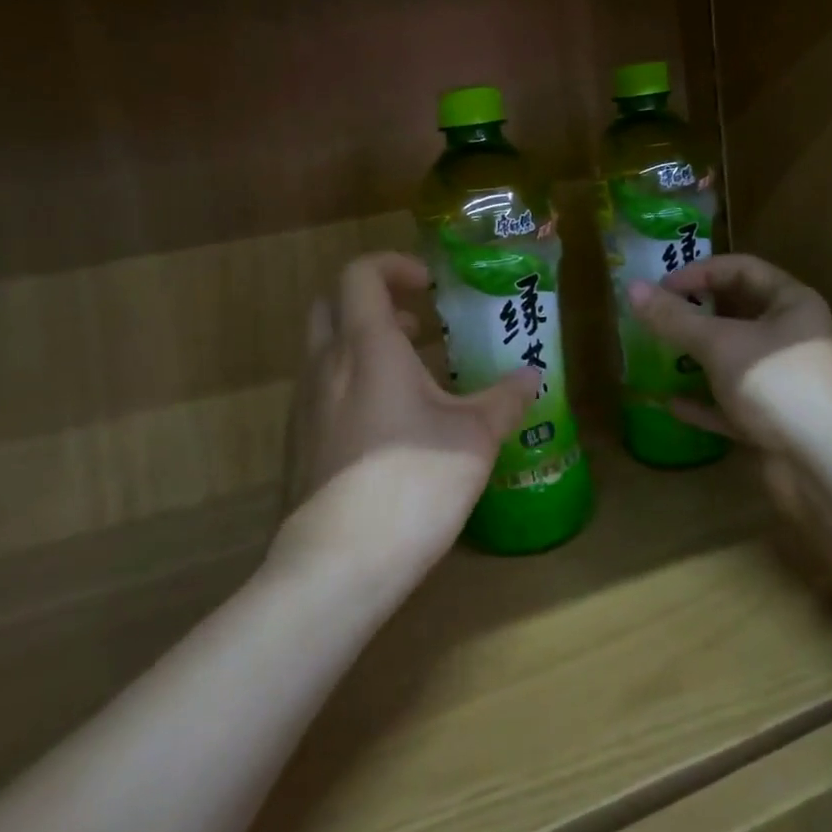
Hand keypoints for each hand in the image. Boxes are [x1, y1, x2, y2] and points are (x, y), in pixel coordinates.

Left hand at [273, 252, 539, 587]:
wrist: (337, 565)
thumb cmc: (412, 483)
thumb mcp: (474, 438)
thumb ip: (505, 399)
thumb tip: (533, 376)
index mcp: (368, 346)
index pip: (361, 274)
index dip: (394, 266)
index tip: (430, 286)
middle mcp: (326, 365)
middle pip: (333, 304)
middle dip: (375, 301)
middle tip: (420, 324)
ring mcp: (304, 405)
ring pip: (326, 349)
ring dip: (366, 345)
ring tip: (416, 377)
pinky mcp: (298, 442)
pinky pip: (322, 389)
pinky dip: (354, 383)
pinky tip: (391, 426)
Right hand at [626, 254, 831, 456]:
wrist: (823, 465)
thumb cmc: (775, 384)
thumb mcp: (719, 344)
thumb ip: (674, 317)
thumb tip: (631, 287)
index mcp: (792, 304)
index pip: (742, 269)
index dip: (699, 272)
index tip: (661, 287)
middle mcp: (792, 337)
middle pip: (738, 313)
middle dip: (696, 314)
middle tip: (657, 317)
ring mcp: (784, 380)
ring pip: (734, 358)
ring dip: (697, 357)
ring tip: (659, 353)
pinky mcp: (774, 419)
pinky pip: (732, 402)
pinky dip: (705, 402)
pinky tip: (672, 404)